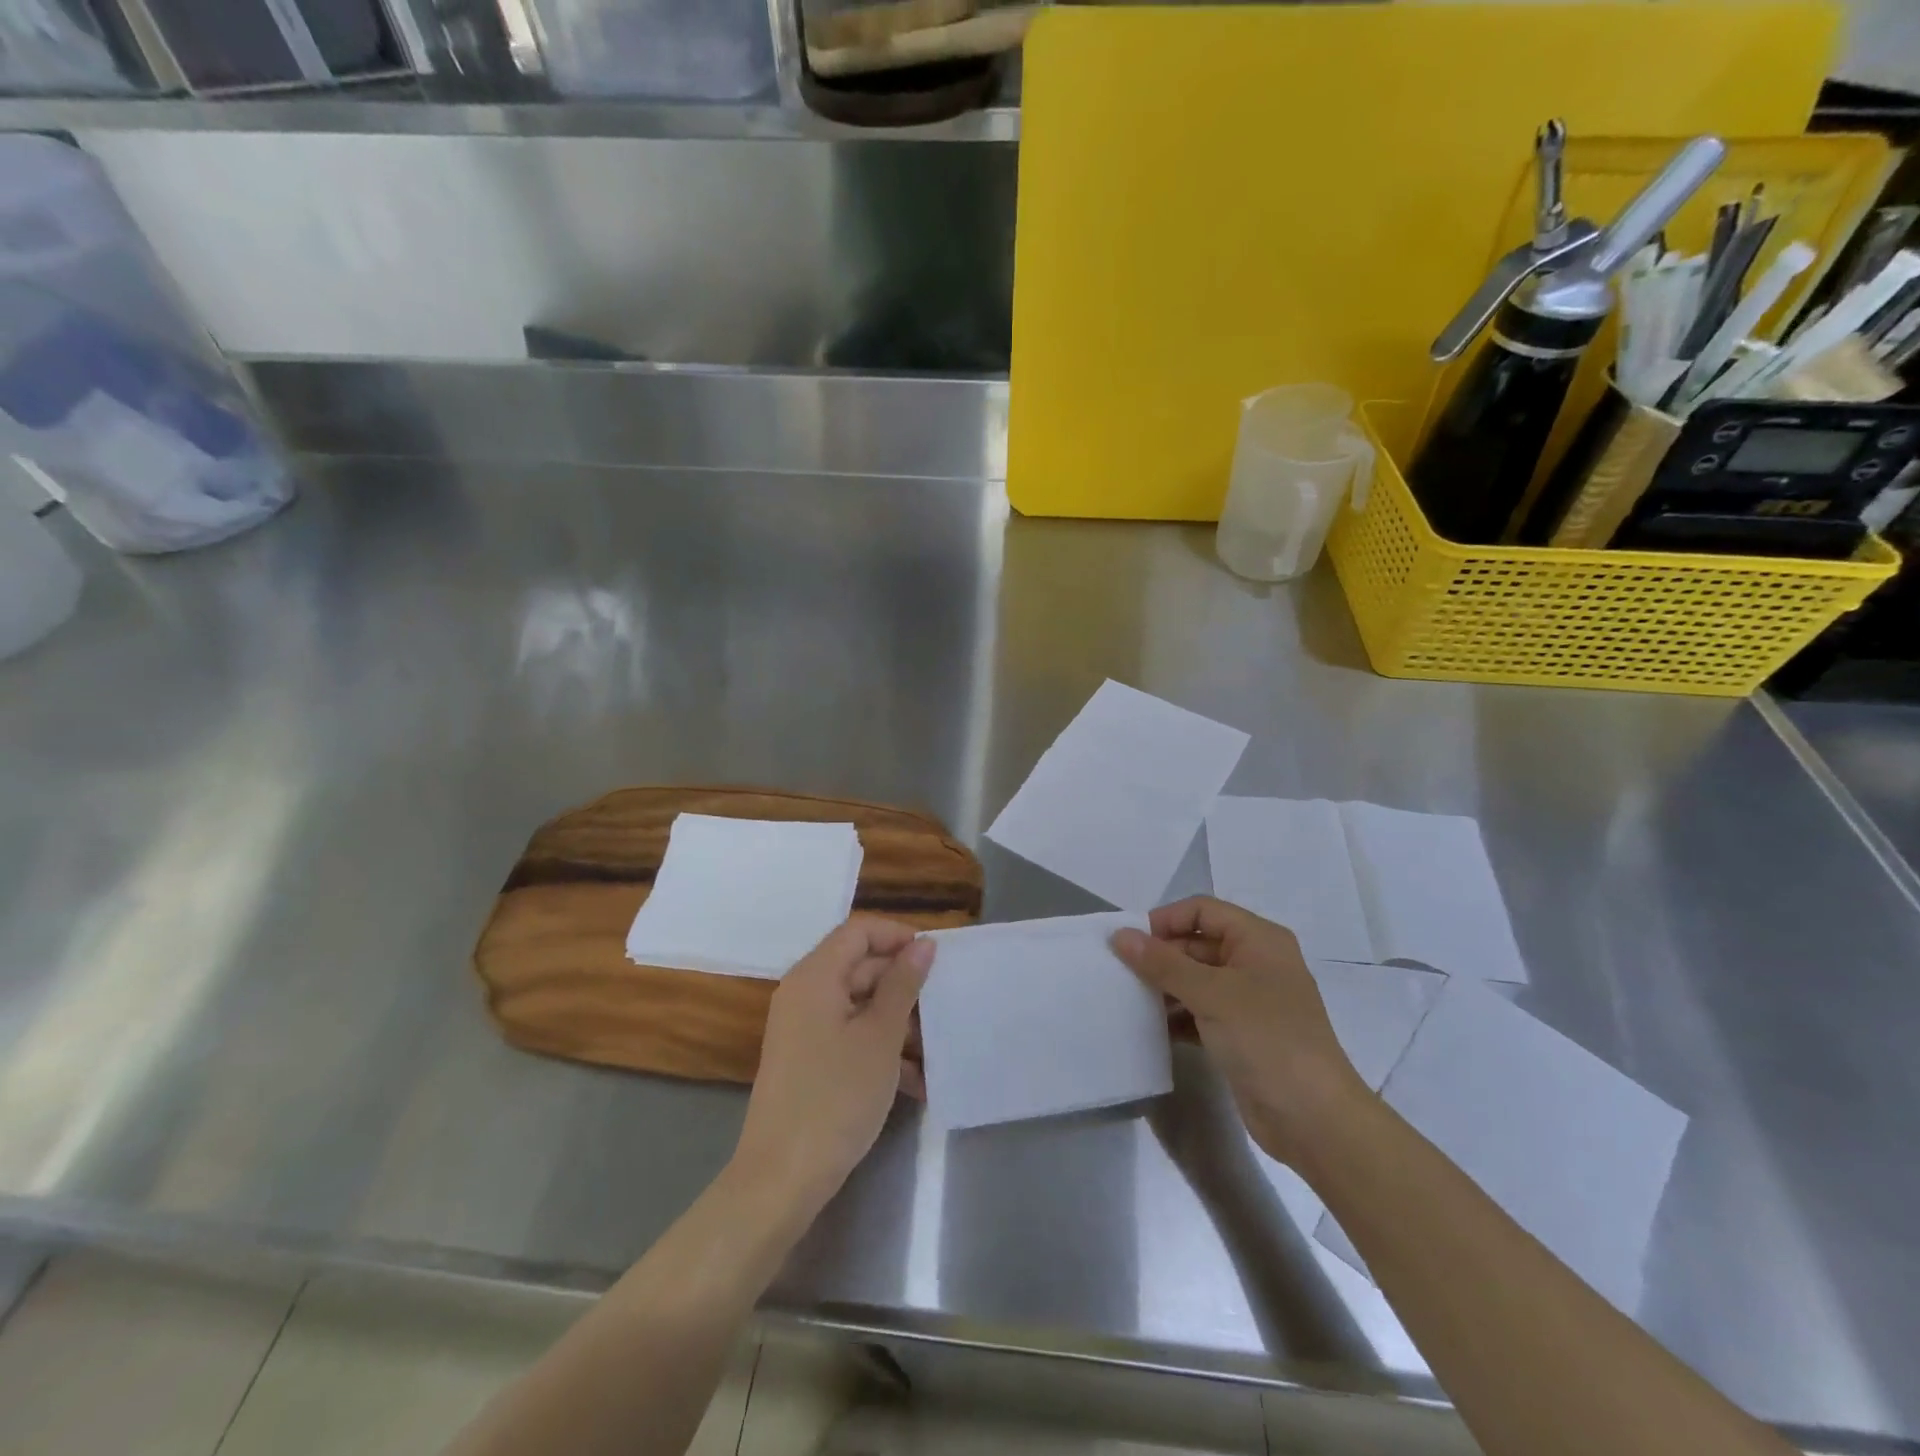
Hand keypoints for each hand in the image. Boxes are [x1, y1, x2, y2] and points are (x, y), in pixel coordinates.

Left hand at [731, 916, 934, 1222]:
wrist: (781, 1180)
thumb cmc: (835, 1098)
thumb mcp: (880, 1037)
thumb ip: (903, 985)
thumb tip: (923, 945)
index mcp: (815, 977)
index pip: (859, 931)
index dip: (898, 937)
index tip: (936, 960)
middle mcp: (805, 994)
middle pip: (861, 967)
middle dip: (905, 986)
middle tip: (944, 1008)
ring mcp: (805, 1030)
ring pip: (861, 1006)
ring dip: (900, 1023)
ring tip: (937, 1051)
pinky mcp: (810, 1061)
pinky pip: (851, 1037)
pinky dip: (882, 1050)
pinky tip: (917, 1082)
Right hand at [1112, 896, 1366, 1168]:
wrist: (1314, 1119)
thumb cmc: (1267, 1039)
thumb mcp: (1212, 994)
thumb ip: (1163, 963)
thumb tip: (1120, 935)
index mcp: (1258, 940)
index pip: (1203, 911)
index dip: (1165, 919)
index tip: (1129, 941)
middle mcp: (1255, 963)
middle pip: (1197, 944)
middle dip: (1160, 955)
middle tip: (1120, 971)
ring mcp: (1249, 1001)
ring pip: (1196, 980)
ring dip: (1164, 987)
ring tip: (1127, 998)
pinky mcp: (1240, 1035)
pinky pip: (1200, 1012)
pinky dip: (1176, 1016)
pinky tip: (1148, 1027)